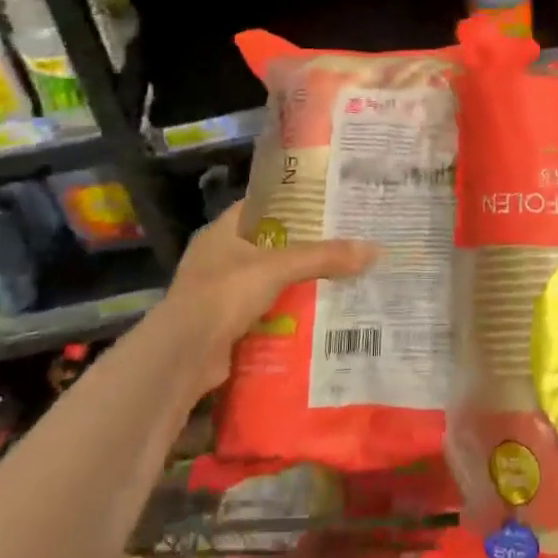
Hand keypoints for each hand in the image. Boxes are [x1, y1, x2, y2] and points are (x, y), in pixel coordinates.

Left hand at [162, 201, 377, 389]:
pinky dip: (286, 315)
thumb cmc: (224, 293)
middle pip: (268, 245)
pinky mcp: (225, 326)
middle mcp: (218, 257)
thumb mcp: (278, 267)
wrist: (183, 355)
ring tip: (338, 278)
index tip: (326, 203)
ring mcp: (219, 293)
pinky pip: (264, 313)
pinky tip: (316, 316)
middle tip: (342, 242)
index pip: (261, 205)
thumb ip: (323, 258)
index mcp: (222, 231)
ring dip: (295, 284)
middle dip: (302, 247)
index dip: (292, 202)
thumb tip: (374, 250)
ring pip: (267, 281)